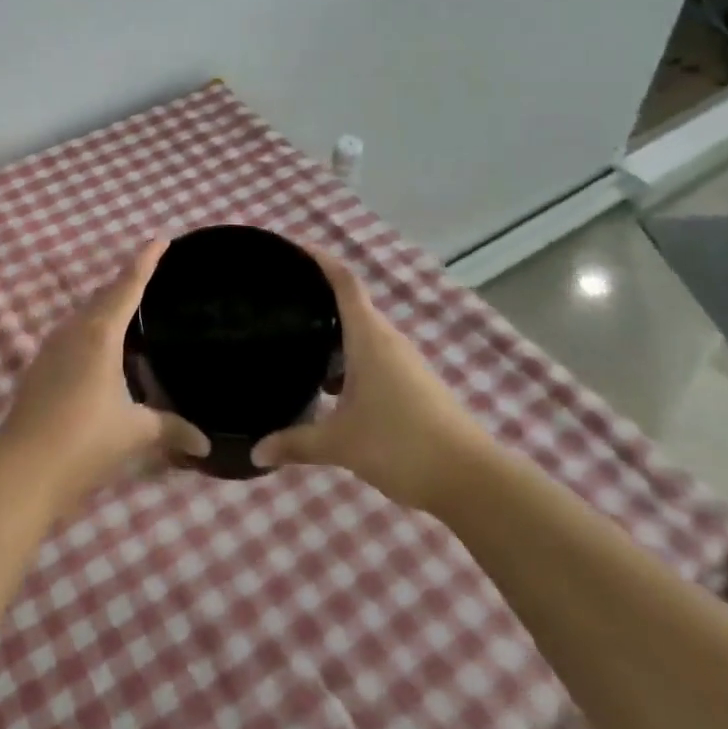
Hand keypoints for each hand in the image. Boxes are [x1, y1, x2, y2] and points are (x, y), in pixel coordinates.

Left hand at [0, 241, 209, 511]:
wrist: (21, 469)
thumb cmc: (84, 442)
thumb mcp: (134, 433)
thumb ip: (170, 429)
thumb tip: (205, 444)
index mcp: (100, 333)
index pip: (127, 285)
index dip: (145, 261)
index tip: (160, 239)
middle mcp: (74, 331)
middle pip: (104, 296)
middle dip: (126, 283)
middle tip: (151, 278)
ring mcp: (51, 348)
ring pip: (85, 315)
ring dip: (106, 308)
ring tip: (130, 313)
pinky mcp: (39, 367)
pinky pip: (72, 335)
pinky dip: (92, 331)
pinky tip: (101, 353)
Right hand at [251, 248, 490, 513]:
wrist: (470, 480)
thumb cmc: (400, 445)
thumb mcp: (340, 444)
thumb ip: (295, 443)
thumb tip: (256, 452)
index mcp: (369, 336)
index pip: (344, 281)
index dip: (319, 258)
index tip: (292, 248)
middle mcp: (388, 340)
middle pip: (350, 305)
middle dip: (317, 298)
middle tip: (280, 300)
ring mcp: (404, 363)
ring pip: (362, 334)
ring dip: (333, 334)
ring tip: (297, 342)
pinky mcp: (414, 385)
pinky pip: (373, 357)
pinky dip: (349, 360)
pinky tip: (329, 387)